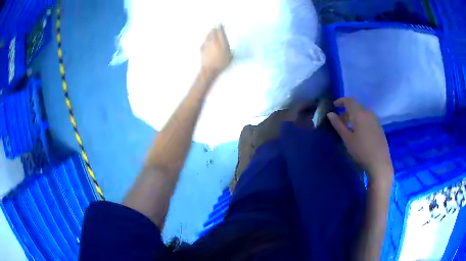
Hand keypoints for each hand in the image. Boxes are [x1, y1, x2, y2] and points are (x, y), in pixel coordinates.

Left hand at [201, 25, 231, 76]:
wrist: (209, 70)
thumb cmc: (221, 65)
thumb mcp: (230, 57)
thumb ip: (230, 50)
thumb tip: (230, 45)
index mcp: (221, 43)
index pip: (220, 32)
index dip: (220, 26)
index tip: (221, 23)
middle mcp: (213, 42)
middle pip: (213, 31)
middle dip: (214, 27)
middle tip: (216, 25)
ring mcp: (206, 44)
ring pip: (208, 35)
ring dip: (210, 32)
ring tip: (212, 30)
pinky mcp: (201, 48)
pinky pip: (205, 41)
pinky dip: (207, 39)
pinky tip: (208, 39)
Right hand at [327, 98, 392, 181]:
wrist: (379, 162)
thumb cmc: (361, 150)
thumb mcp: (347, 139)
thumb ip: (338, 125)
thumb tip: (330, 114)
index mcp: (359, 114)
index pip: (349, 100)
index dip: (341, 101)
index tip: (334, 106)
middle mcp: (368, 113)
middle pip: (356, 106)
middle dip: (346, 111)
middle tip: (340, 122)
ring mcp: (375, 119)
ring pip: (362, 112)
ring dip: (354, 116)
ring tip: (348, 128)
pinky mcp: (379, 126)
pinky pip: (368, 118)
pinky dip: (360, 120)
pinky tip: (359, 132)